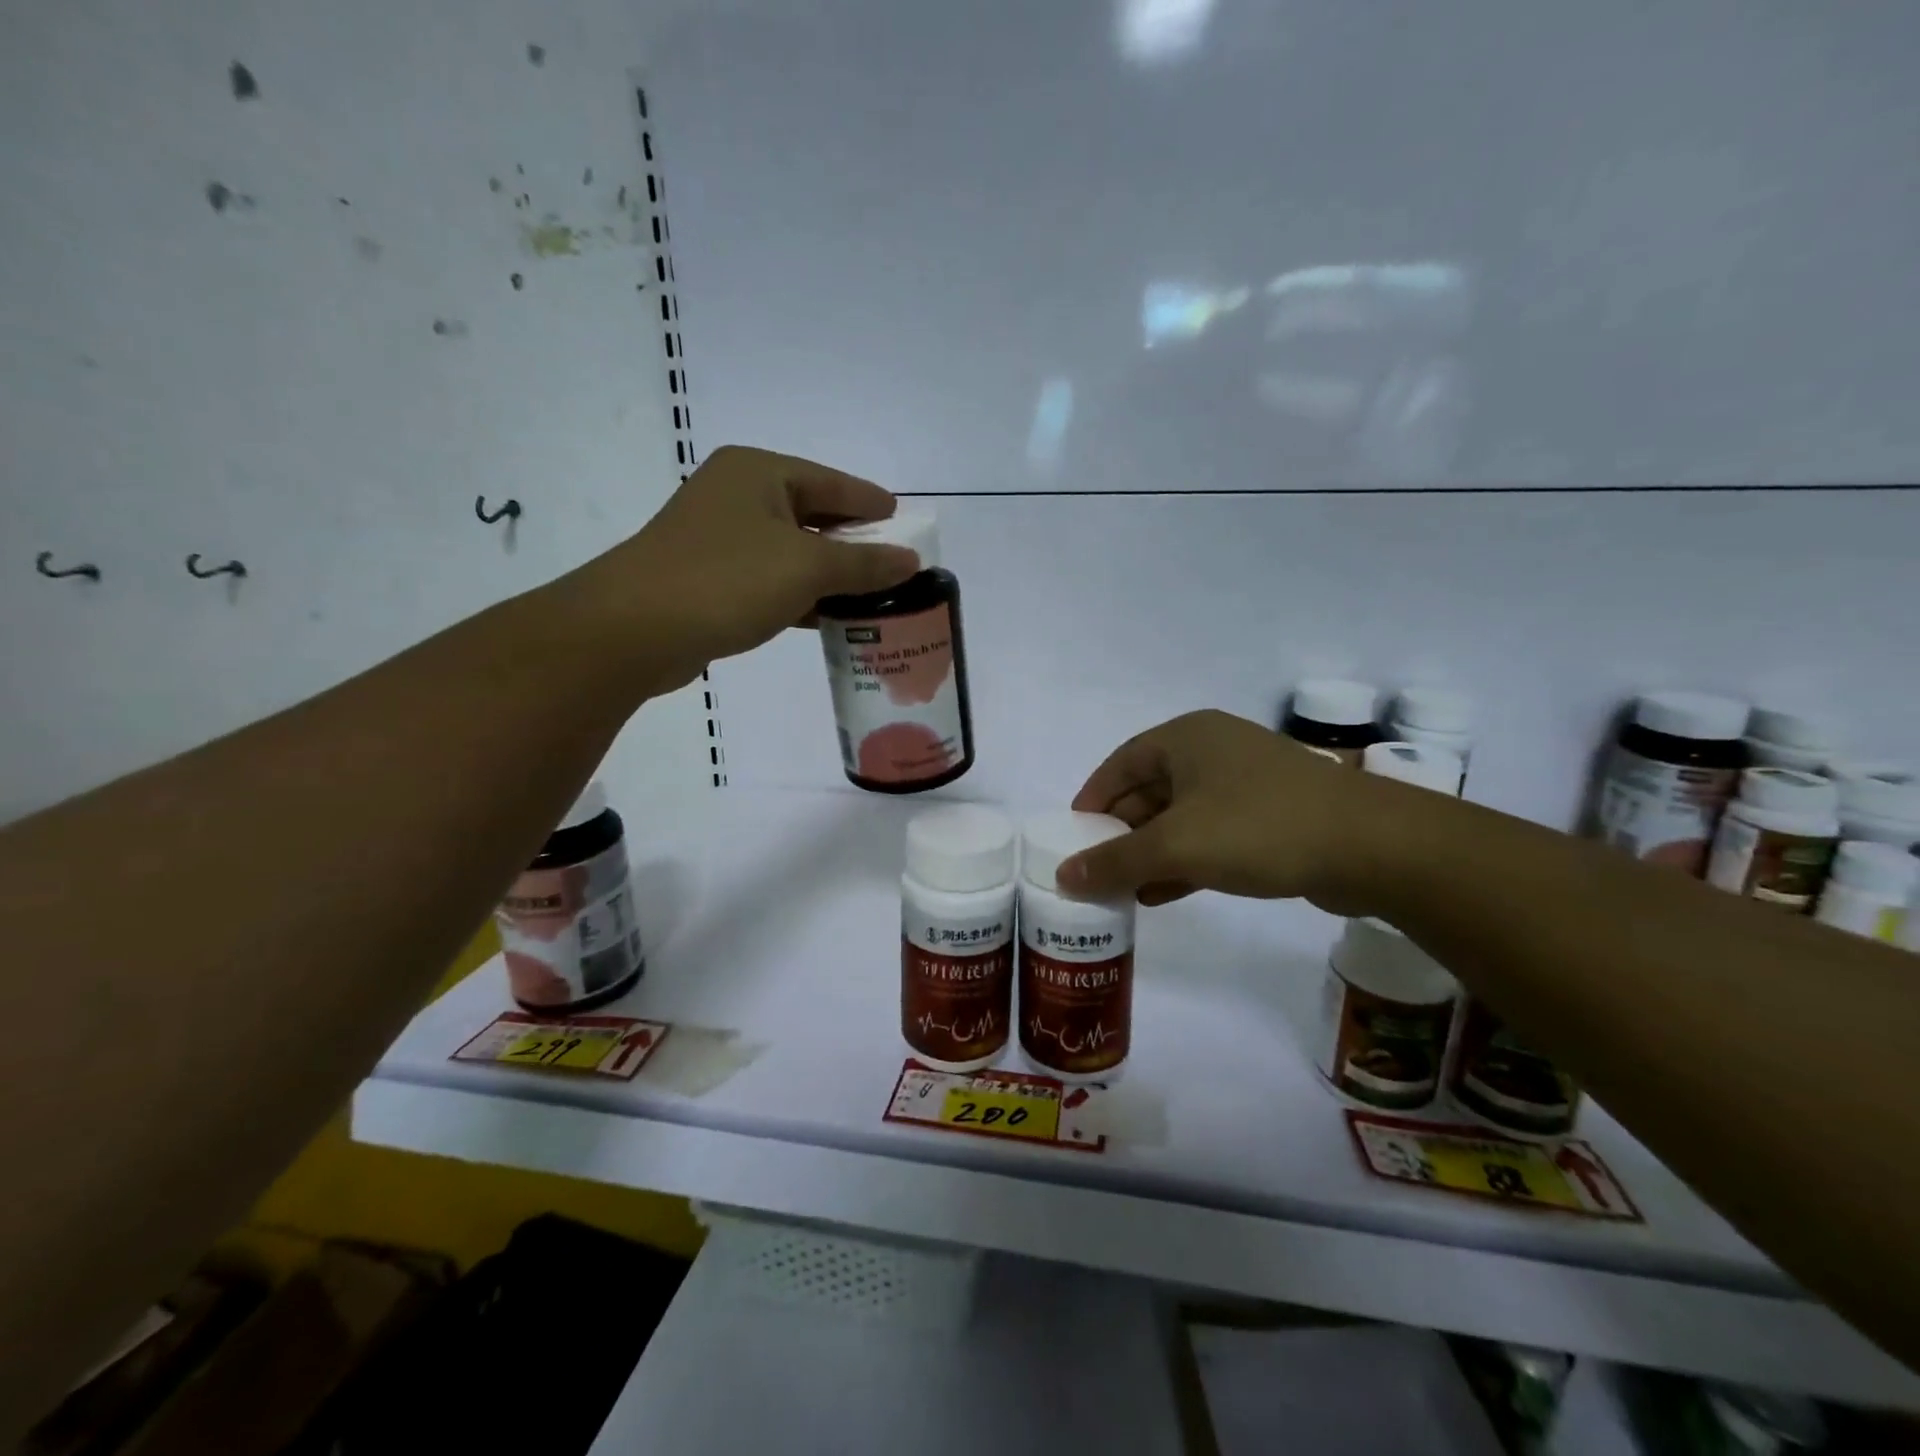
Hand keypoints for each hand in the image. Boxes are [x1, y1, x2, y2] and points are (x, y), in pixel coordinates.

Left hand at [566, 445, 920, 692]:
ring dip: (829, 574)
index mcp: (759, 473)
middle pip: (812, 514)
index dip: (871, 503)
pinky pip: (770, 579)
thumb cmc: (726, 581)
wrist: (634, 630)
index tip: (904, 521)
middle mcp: (737, 495)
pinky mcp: (709, 577)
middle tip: (894, 565)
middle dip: (853, 543)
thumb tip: (909, 561)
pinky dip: (800, 594)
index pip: (832, 483)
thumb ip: (863, 564)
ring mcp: (719, 537)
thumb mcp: (807, 568)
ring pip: (791, 551)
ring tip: (872, 596)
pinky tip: (828, 617)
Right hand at [1057, 709, 1401, 914]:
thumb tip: (1063, 877)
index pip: (1120, 764)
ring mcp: (1245, 784)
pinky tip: (1163, 893)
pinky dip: (1185, 861)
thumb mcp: (1176, 846)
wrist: (1373, 847)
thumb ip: (1114, 862)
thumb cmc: (1259, 828)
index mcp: (1186, 738)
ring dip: (1151, 852)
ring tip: (1123, 890)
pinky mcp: (1271, 816)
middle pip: (1149, 790)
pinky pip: (1211, 835)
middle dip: (1121, 832)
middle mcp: (1213, 752)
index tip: (1071, 835)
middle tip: (1095, 869)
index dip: (1092, 799)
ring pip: (1181, 817)